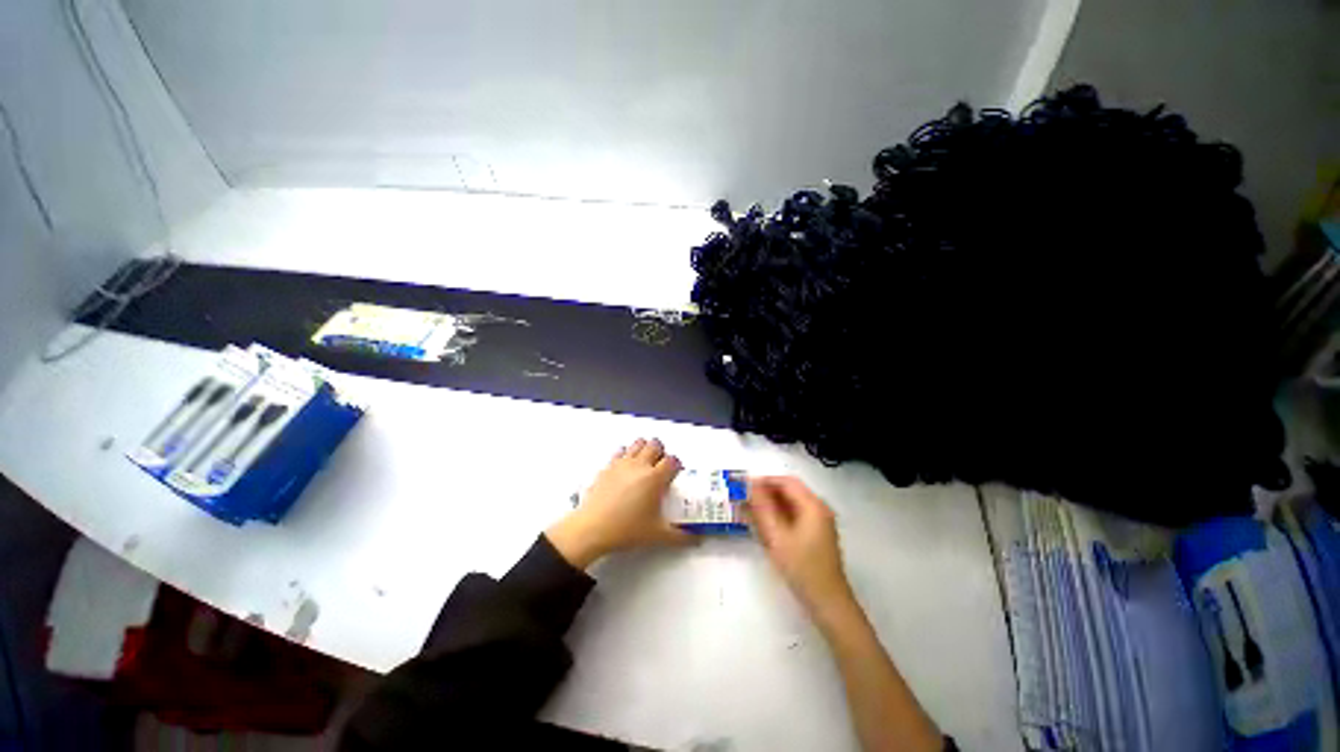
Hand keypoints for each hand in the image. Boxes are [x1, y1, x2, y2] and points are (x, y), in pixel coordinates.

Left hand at [546, 438, 694, 568]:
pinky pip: (620, 451)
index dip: (677, 464)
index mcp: (654, 478)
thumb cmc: (626, 529)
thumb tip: (696, 539)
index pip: (672, 460)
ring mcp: (622, 463)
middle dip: (661, 452)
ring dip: (644, 448)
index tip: (676, 473)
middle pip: (655, 445)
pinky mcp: (608, 466)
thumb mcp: (657, 535)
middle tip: (661, 466)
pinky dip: (626, 454)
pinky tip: (626, 467)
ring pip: (637, 443)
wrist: (592, 529)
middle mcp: (640, 465)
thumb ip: (680, 537)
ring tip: (645, 463)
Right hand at [747, 476, 854, 618]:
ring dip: (770, 506)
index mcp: (813, 505)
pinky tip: (763, 527)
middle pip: (788, 492)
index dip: (763, 481)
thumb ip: (762, 508)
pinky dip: (778, 517)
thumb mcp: (777, 536)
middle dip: (765, 494)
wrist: (828, 603)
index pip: (785, 482)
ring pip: (790, 505)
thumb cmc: (802, 568)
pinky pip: (793, 517)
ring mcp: (819, 522)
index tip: (743, 485)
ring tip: (749, 513)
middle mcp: (818, 509)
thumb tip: (750, 484)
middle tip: (743, 500)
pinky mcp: (815, 535)